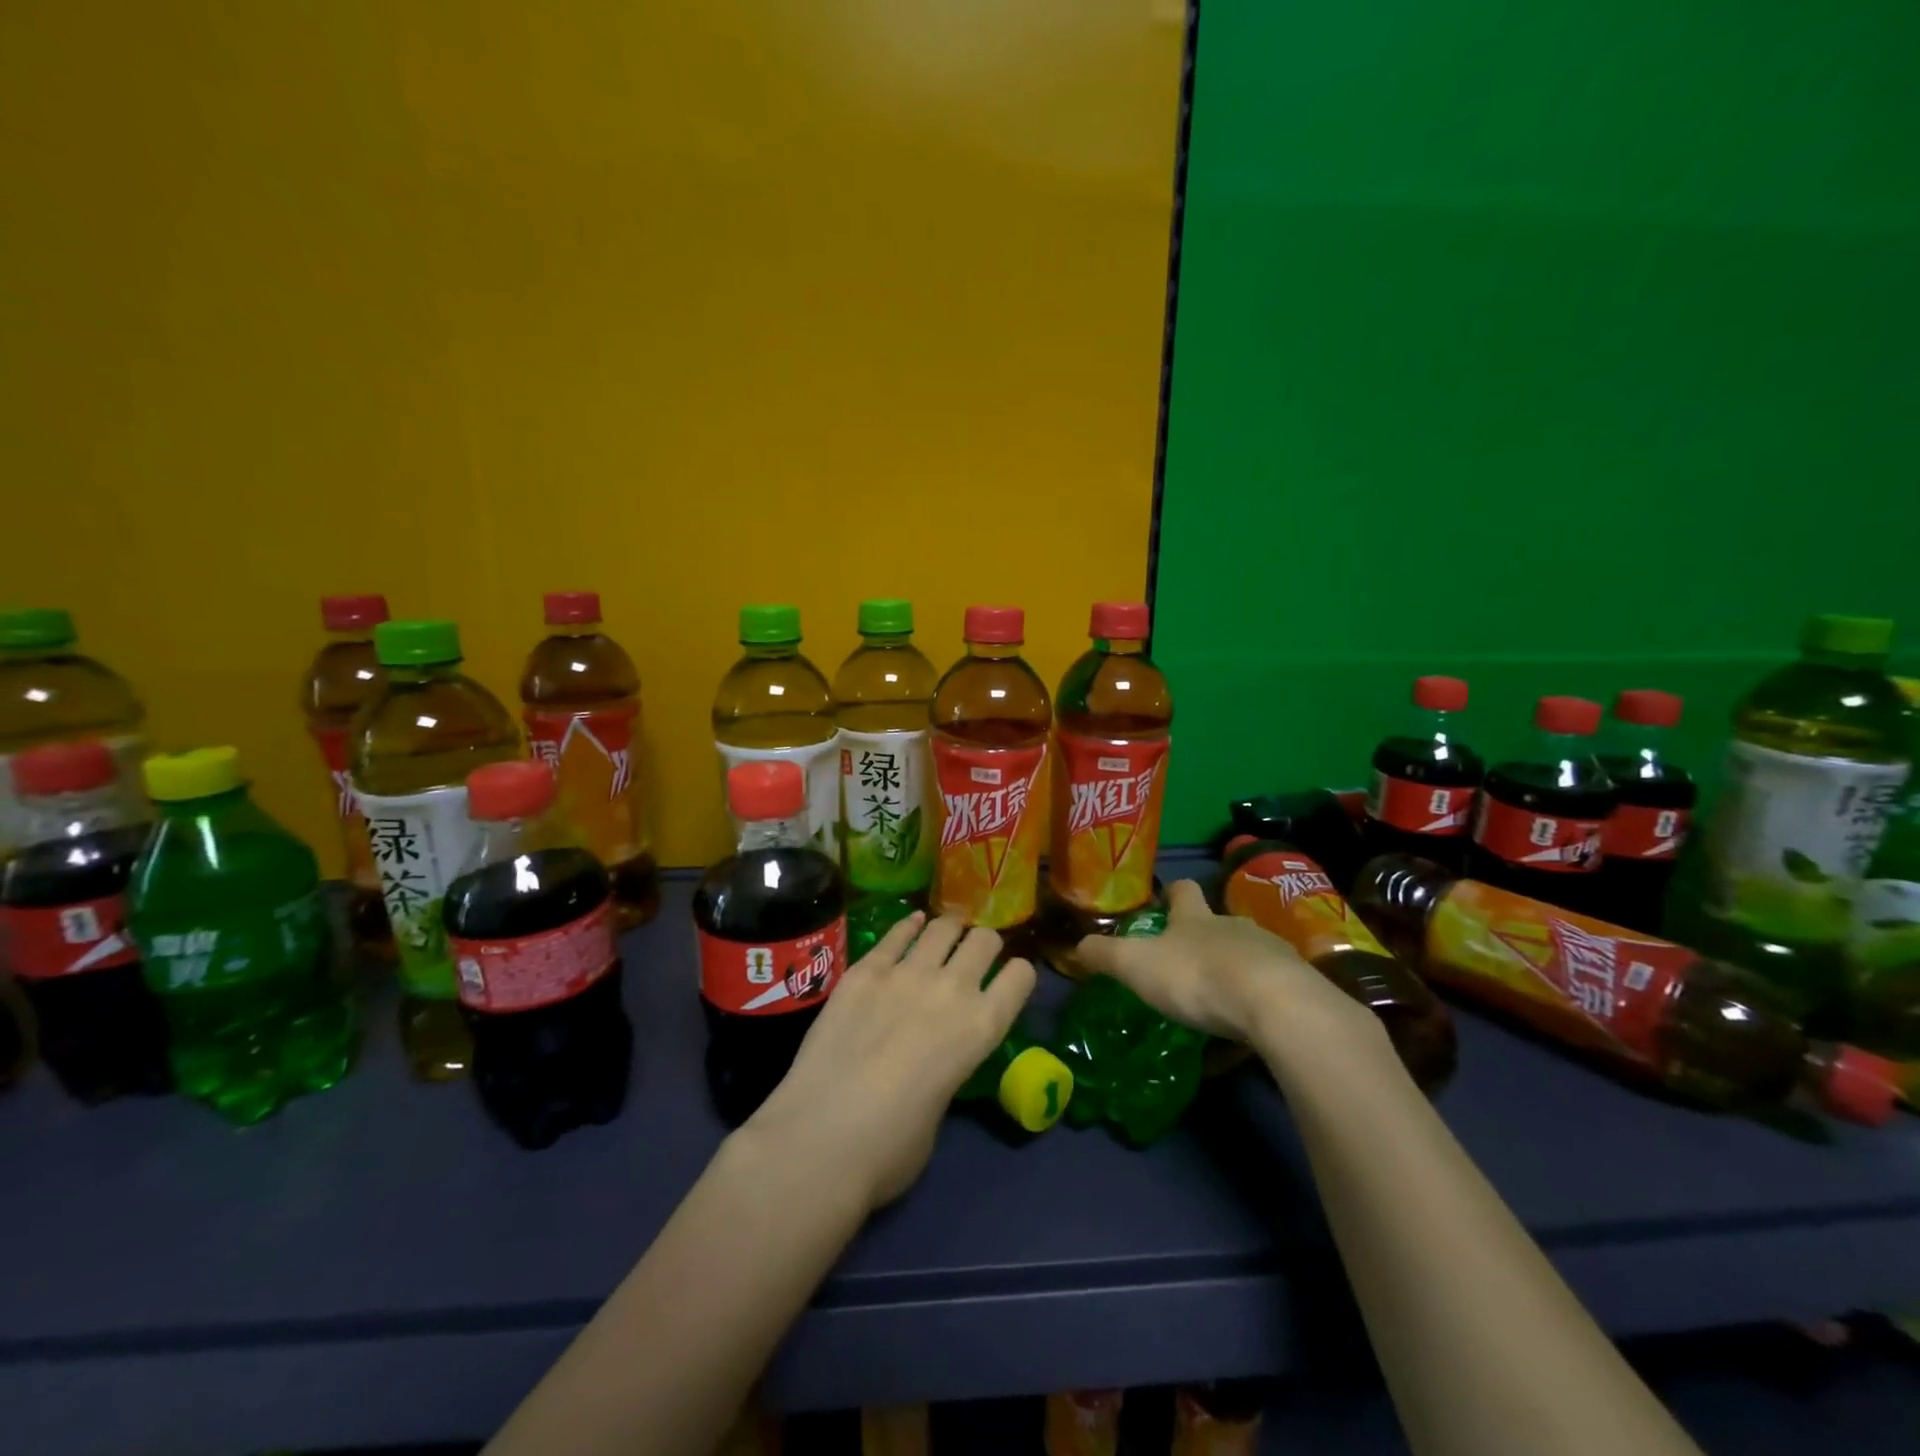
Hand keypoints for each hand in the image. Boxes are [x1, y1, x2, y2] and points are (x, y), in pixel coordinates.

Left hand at [745, 913, 1035, 1211]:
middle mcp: (952, 989)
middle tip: (974, 956)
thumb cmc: (890, 1150)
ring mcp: (906, 973)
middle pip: (984, 940)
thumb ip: (946, 1071)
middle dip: (984, 945)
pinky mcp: (864, 970)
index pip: (1021, 976)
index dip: (1018, 975)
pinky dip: (909, 926)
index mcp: (982, 1028)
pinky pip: (896, 934)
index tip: (1008, 980)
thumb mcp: (940, 1110)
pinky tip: (911, 925)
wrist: (821, 1138)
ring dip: (949, 931)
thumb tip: (930, 1062)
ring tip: (944, 937)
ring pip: (942, 928)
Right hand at [1074, 880, 1384, 1058]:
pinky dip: (1258, 1001)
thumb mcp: (1137, 965)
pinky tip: (1251, 1026)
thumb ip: (1105, 955)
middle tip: (1186, 962)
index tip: (1165, 900)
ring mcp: (1269, 953)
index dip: (1172, 893)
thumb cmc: (1196, 976)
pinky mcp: (1296, 985)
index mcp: (1195, 918)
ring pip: (1247, 953)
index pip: (1183, 891)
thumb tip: (1077, 945)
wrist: (1275, 1004)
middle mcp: (1233, 926)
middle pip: (1217, 922)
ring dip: (1233, 968)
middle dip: (1203, 937)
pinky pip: (1272, 988)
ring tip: (1219, 997)